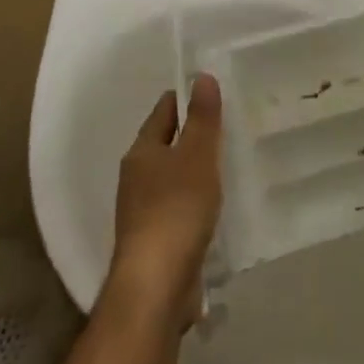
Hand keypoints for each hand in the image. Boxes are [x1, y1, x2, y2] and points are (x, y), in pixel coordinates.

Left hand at [108, 73, 223, 330]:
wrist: (155, 287)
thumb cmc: (176, 210)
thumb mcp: (197, 156)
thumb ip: (202, 118)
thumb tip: (202, 76)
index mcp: (142, 152)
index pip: (164, 111)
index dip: (186, 98)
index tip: (213, 92)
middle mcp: (136, 177)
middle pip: (165, 144)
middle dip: (191, 134)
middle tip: (227, 125)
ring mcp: (142, 212)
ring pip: (171, 177)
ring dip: (193, 169)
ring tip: (226, 162)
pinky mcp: (155, 241)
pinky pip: (177, 207)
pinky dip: (194, 200)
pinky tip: (214, 206)